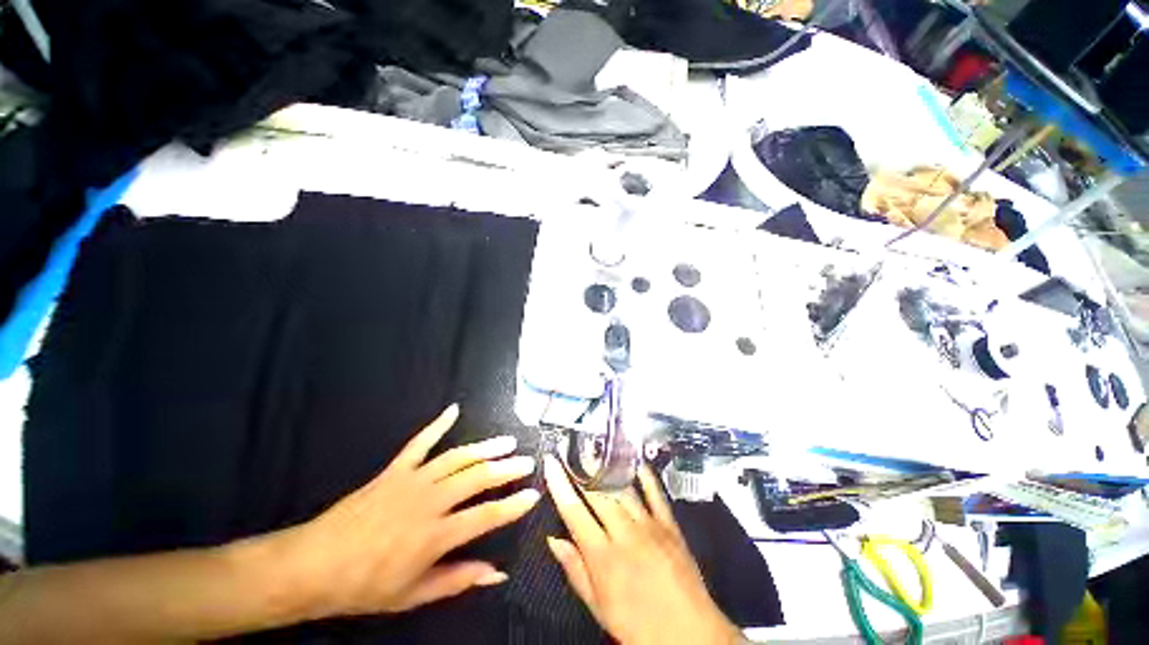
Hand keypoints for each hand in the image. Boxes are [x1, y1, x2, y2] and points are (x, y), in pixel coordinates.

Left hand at [281, 404, 540, 617]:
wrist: (314, 565)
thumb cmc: (365, 586)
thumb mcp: (413, 595)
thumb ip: (458, 580)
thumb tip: (497, 573)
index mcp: (435, 535)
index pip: (487, 515)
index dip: (514, 505)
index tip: (533, 495)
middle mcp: (430, 501)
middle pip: (478, 477)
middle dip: (507, 468)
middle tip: (527, 461)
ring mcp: (413, 480)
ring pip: (458, 457)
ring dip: (486, 447)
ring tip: (507, 441)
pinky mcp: (395, 469)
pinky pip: (421, 442)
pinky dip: (438, 424)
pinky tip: (453, 410)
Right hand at [543, 456, 742, 644]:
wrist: (689, 635)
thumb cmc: (639, 627)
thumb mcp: (599, 606)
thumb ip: (575, 569)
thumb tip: (554, 540)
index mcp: (603, 556)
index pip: (573, 511)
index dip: (559, 484)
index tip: (551, 463)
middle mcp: (624, 534)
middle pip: (597, 493)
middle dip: (580, 469)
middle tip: (570, 451)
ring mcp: (649, 525)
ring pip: (622, 488)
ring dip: (606, 468)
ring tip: (594, 452)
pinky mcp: (669, 524)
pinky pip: (655, 492)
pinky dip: (644, 474)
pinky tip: (634, 461)